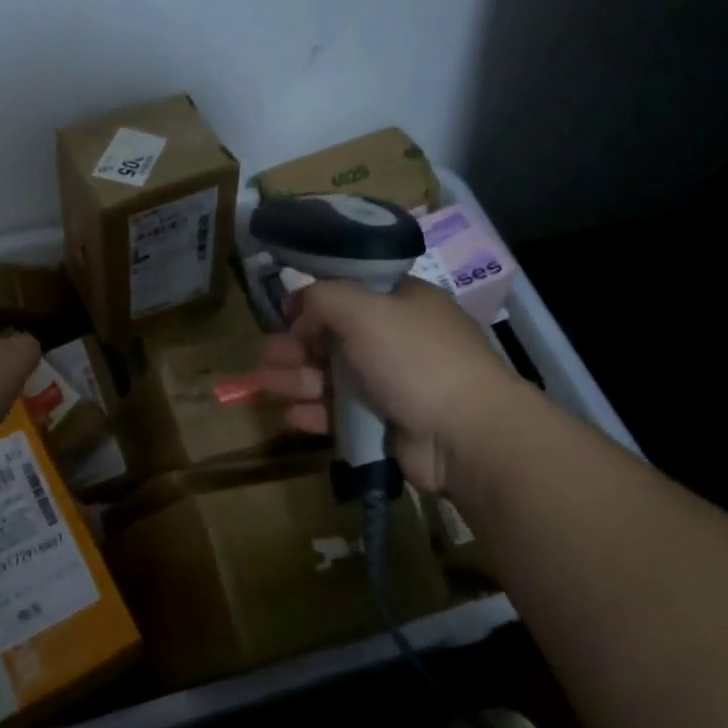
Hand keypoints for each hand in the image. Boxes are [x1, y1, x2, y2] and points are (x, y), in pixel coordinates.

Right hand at [255, 278, 523, 492]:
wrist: (466, 435)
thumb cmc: (415, 359)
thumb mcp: (363, 310)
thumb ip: (323, 298)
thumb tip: (298, 307)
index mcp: (402, 303)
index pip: (350, 293)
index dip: (315, 301)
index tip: (285, 312)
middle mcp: (397, 340)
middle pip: (334, 337)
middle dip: (296, 345)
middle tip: (267, 354)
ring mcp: (393, 384)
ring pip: (332, 377)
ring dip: (295, 379)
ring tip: (261, 385)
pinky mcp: (386, 423)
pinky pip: (341, 414)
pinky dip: (315, 412)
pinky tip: (290, 415)